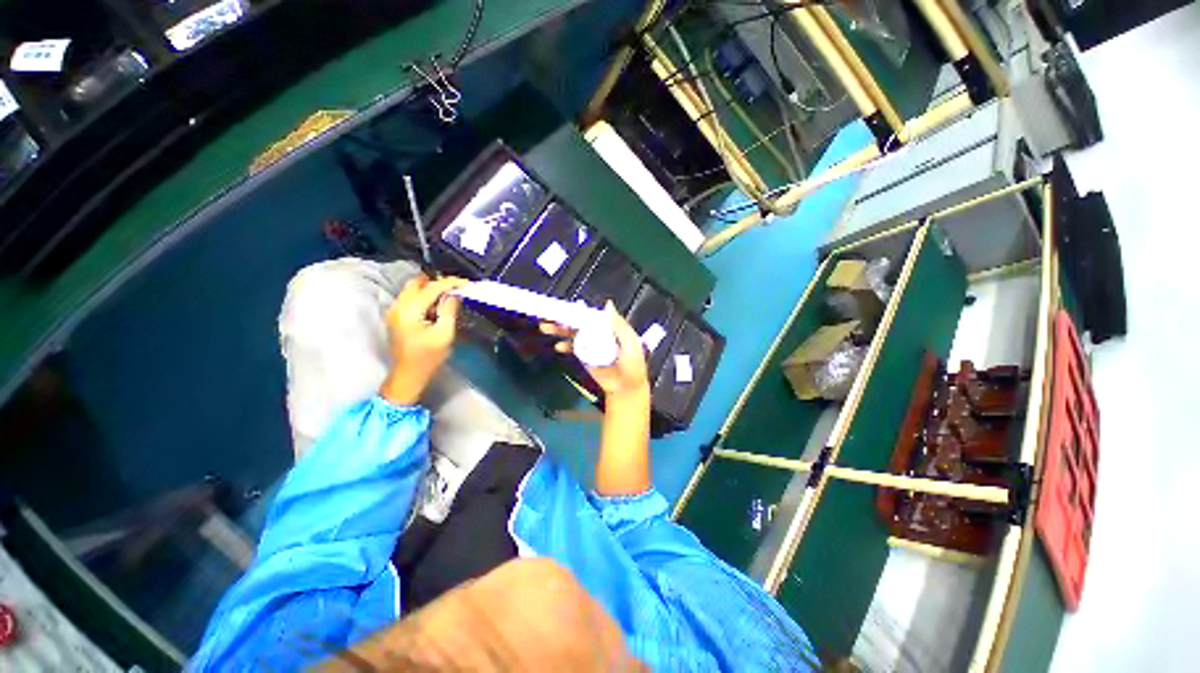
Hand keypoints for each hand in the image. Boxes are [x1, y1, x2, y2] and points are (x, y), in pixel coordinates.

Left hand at [380, 275, 468, 404]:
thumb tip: (454, 294)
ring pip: (413, 289)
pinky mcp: (396, 317)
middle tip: (456, 290)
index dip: (450, 283)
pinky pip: (410, 298)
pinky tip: (436, 309)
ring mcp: (395, 311)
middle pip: (417, 282)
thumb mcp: (444, 334)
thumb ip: (449, 310)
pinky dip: (424, 298)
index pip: (432, 287)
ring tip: (448, 300)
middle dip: (438, 283)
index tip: (466, 284)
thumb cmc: (428, 357)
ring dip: (431, 290)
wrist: (409, 375)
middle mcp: (398, 306)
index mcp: (410, 310)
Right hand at [542, 302, 649, 403]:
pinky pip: (572, 347)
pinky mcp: (585, 356)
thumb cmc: (632, 364)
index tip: (567, 306)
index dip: (580, 310)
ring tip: (546, 327)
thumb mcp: (630, 342)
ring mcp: (591, 344)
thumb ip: (619, 324)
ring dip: (559, 329)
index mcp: (610, 326)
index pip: (593, 314)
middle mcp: (599, 332)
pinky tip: (558, 346)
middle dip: (564, 317)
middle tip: (549, 314)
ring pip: (572, 333)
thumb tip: (608, 304)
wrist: (625, 387)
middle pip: (579, 321)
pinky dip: (564, 345)